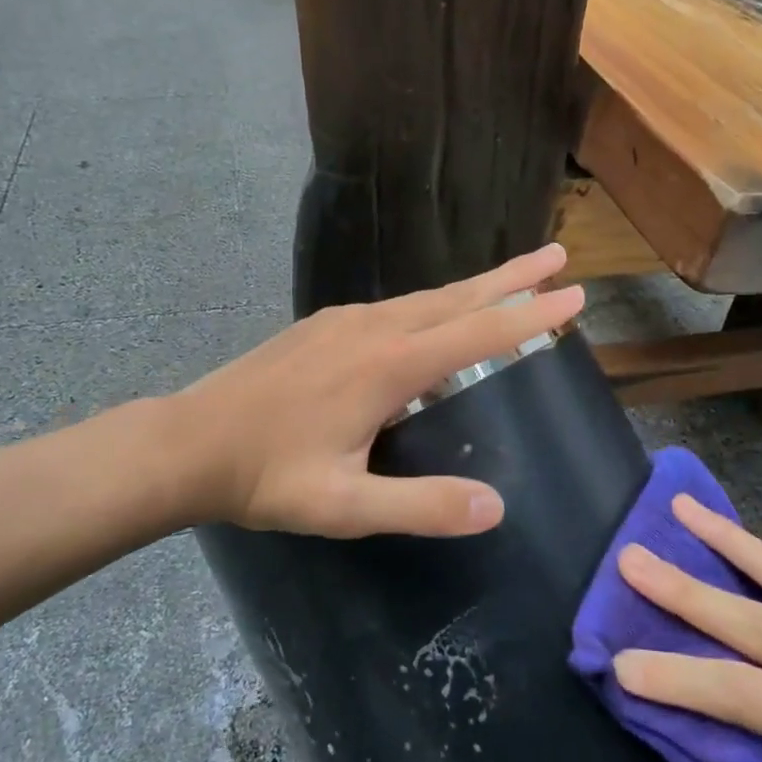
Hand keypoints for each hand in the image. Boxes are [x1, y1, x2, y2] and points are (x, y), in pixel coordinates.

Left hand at [166, 244, 584, 538]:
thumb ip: (421, 506)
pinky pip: (395, 308)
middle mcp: (372, 328)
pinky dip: (434, 307)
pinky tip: (434, 324)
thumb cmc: (266, 477)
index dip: (529, 315)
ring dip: (473, 289)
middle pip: (456, 296)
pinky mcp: (323, 326)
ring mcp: (344, 321)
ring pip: (425, 298)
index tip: (574, 295)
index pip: (477, 332)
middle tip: (558, 254)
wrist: (188, 443)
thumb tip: (496, 506)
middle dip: (512, 276)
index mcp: (387, 366)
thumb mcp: (345, 508)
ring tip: (510, 283)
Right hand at [611, 495, 761, 761]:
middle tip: (631, 558)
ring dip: (727, 541)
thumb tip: (706, 724)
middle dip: (687, 590)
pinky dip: (761, 556)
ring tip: (680, 508)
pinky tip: (731, 534)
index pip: (752, 699)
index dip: (682, 681)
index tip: (621, 665)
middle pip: (761, 625)